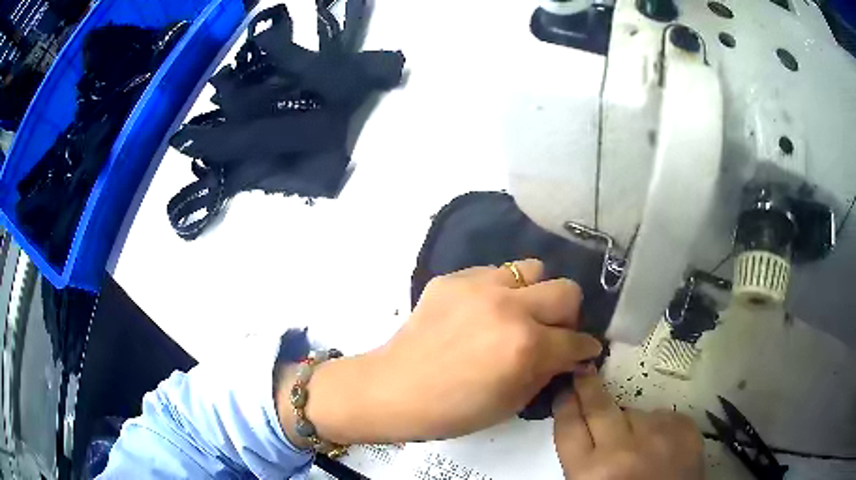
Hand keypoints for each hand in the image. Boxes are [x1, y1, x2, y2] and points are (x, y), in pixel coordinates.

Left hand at [277, 259, 602, 445]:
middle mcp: (509, 307)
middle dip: (569, 315)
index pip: (577, 339)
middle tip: (552, 333)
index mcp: (525, 346)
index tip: (583, 351)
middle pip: (567, 290)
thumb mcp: (511, 403)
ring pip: (533, 269)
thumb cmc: (453, 411)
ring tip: (518, 314)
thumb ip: (547, 372)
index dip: (585, 349)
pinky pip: (494, 273)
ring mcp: (479, 286)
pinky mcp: (453, 278)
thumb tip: (570, 355)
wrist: (394, 389)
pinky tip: (482, 312)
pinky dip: (500, 291)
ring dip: (535, 294)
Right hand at [553, 367, 704, 479]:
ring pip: (635, 412)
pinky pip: (662, 415)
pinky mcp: (685, 429)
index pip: (570, 428)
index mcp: (590, 473)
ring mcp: (658, 437)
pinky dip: (657, 426)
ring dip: (630, 421)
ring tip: (636, 442)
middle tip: (584, 373)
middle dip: (588, 387)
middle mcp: (623, 451)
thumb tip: (583, 423)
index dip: (565, 405)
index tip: (565, 390)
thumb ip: (584, 459)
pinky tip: (658, 444)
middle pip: (600, 407)